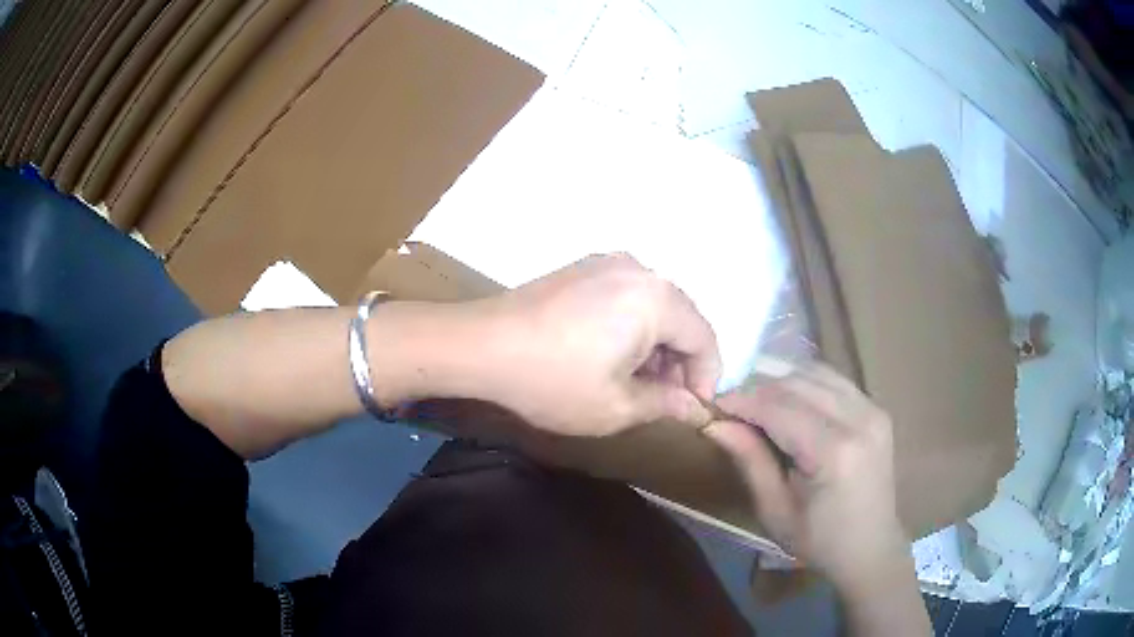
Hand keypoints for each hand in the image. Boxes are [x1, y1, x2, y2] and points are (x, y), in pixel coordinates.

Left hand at [462, 254, 720, 436]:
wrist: (482, 346)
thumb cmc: (554, 381)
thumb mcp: (616, 406)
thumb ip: (666, 404)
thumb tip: (695, 408)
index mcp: (657, 298)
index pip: (704, 338)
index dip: (706, 378)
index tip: (693, 409)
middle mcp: (639, 269)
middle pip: (681, 318)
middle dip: (680, 362)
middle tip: (665, 400)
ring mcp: (607, 263)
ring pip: (654, 306)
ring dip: (657, 345)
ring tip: (638, 382)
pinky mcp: (583, 268)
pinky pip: (627, 296)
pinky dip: (633, 327)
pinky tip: (612, 355)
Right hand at [701, 363, 909, 591]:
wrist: (870, 548)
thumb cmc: (818, 541)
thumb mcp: (775, 510)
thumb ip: (750, 461)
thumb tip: (715, 423)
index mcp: (834, 453)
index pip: (779, 408)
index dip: (742, 401)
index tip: (712, 404)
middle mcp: (859, 419)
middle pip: (797, 383)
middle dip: (758, 389)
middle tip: (731, 408)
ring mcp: (873, 409)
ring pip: (815, 373)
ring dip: (781, 383)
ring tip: (757, 405)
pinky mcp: (877, 408)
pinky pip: (834, 381)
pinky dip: (806, 383)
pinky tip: (790, 403)